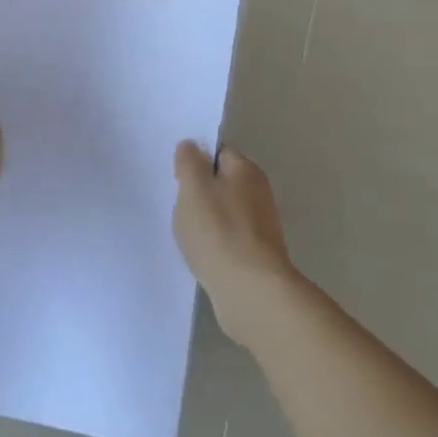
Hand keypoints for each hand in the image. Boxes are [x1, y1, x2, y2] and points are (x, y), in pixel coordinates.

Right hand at [173, 141, 295, 344]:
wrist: (251, 290)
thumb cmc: (218, 232)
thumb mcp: (193, 189)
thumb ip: (189, 163)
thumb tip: (191, 146)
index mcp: (245, 169)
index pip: (219, 152)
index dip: (196, 161)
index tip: (176, 177)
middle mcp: (259, 191)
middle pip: (223, 182)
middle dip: (200, 191)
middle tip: (177, 204)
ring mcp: (261, 224)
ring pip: (226, 211)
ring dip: (207, 219)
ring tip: (186, 232)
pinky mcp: (258, 253)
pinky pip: (230, 237)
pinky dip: (215, 242)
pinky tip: (202, 254)